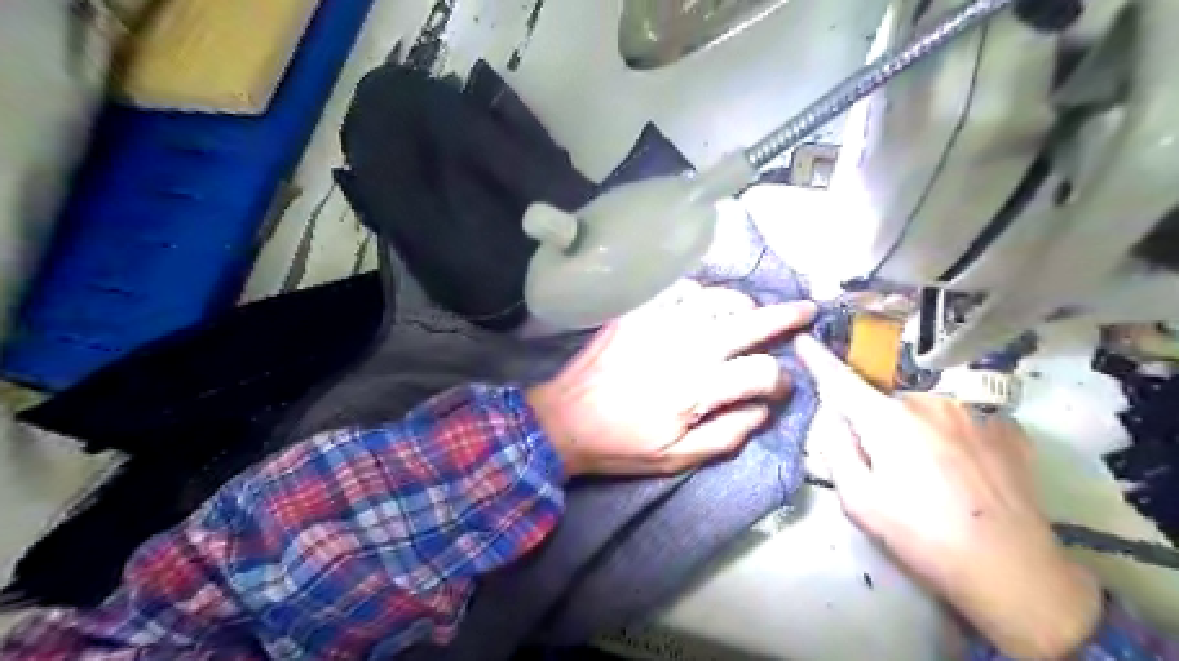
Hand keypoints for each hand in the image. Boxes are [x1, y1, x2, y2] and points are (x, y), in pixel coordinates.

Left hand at [527, 281, 821, 475]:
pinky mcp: (637, 313)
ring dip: (742, 305)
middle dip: (786, 317)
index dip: (781, 381)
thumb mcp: (676, 458)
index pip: (762, 373)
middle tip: (806, 310)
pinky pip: (679, 290)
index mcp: (697, 389)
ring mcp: (659, 324)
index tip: (780, 388)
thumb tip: (764, 409)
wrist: (563, 419)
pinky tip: (702, 306)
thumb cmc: (620, 444)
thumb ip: (728, 434)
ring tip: (748, 313)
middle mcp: (685, 347)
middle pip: (749, 322)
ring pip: (717, 298)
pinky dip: (700, 294)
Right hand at [791, 339, 1106, 658]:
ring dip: (913, 429)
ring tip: (931, 475)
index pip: (841, 380)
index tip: (802, 339)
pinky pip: (958, 419)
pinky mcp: (1006, 426)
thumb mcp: (859, 501)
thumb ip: (836, 449)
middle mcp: (930, 401)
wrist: (1015, 572)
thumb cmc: (922, 537)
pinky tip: (961, 471)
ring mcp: (973, 411)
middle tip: (887, 468)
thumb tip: (833, 415)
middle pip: (883, 401)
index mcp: (889, 420)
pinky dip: (949, 436)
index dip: (818, 359)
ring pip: (922, 409)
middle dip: (875, 423)